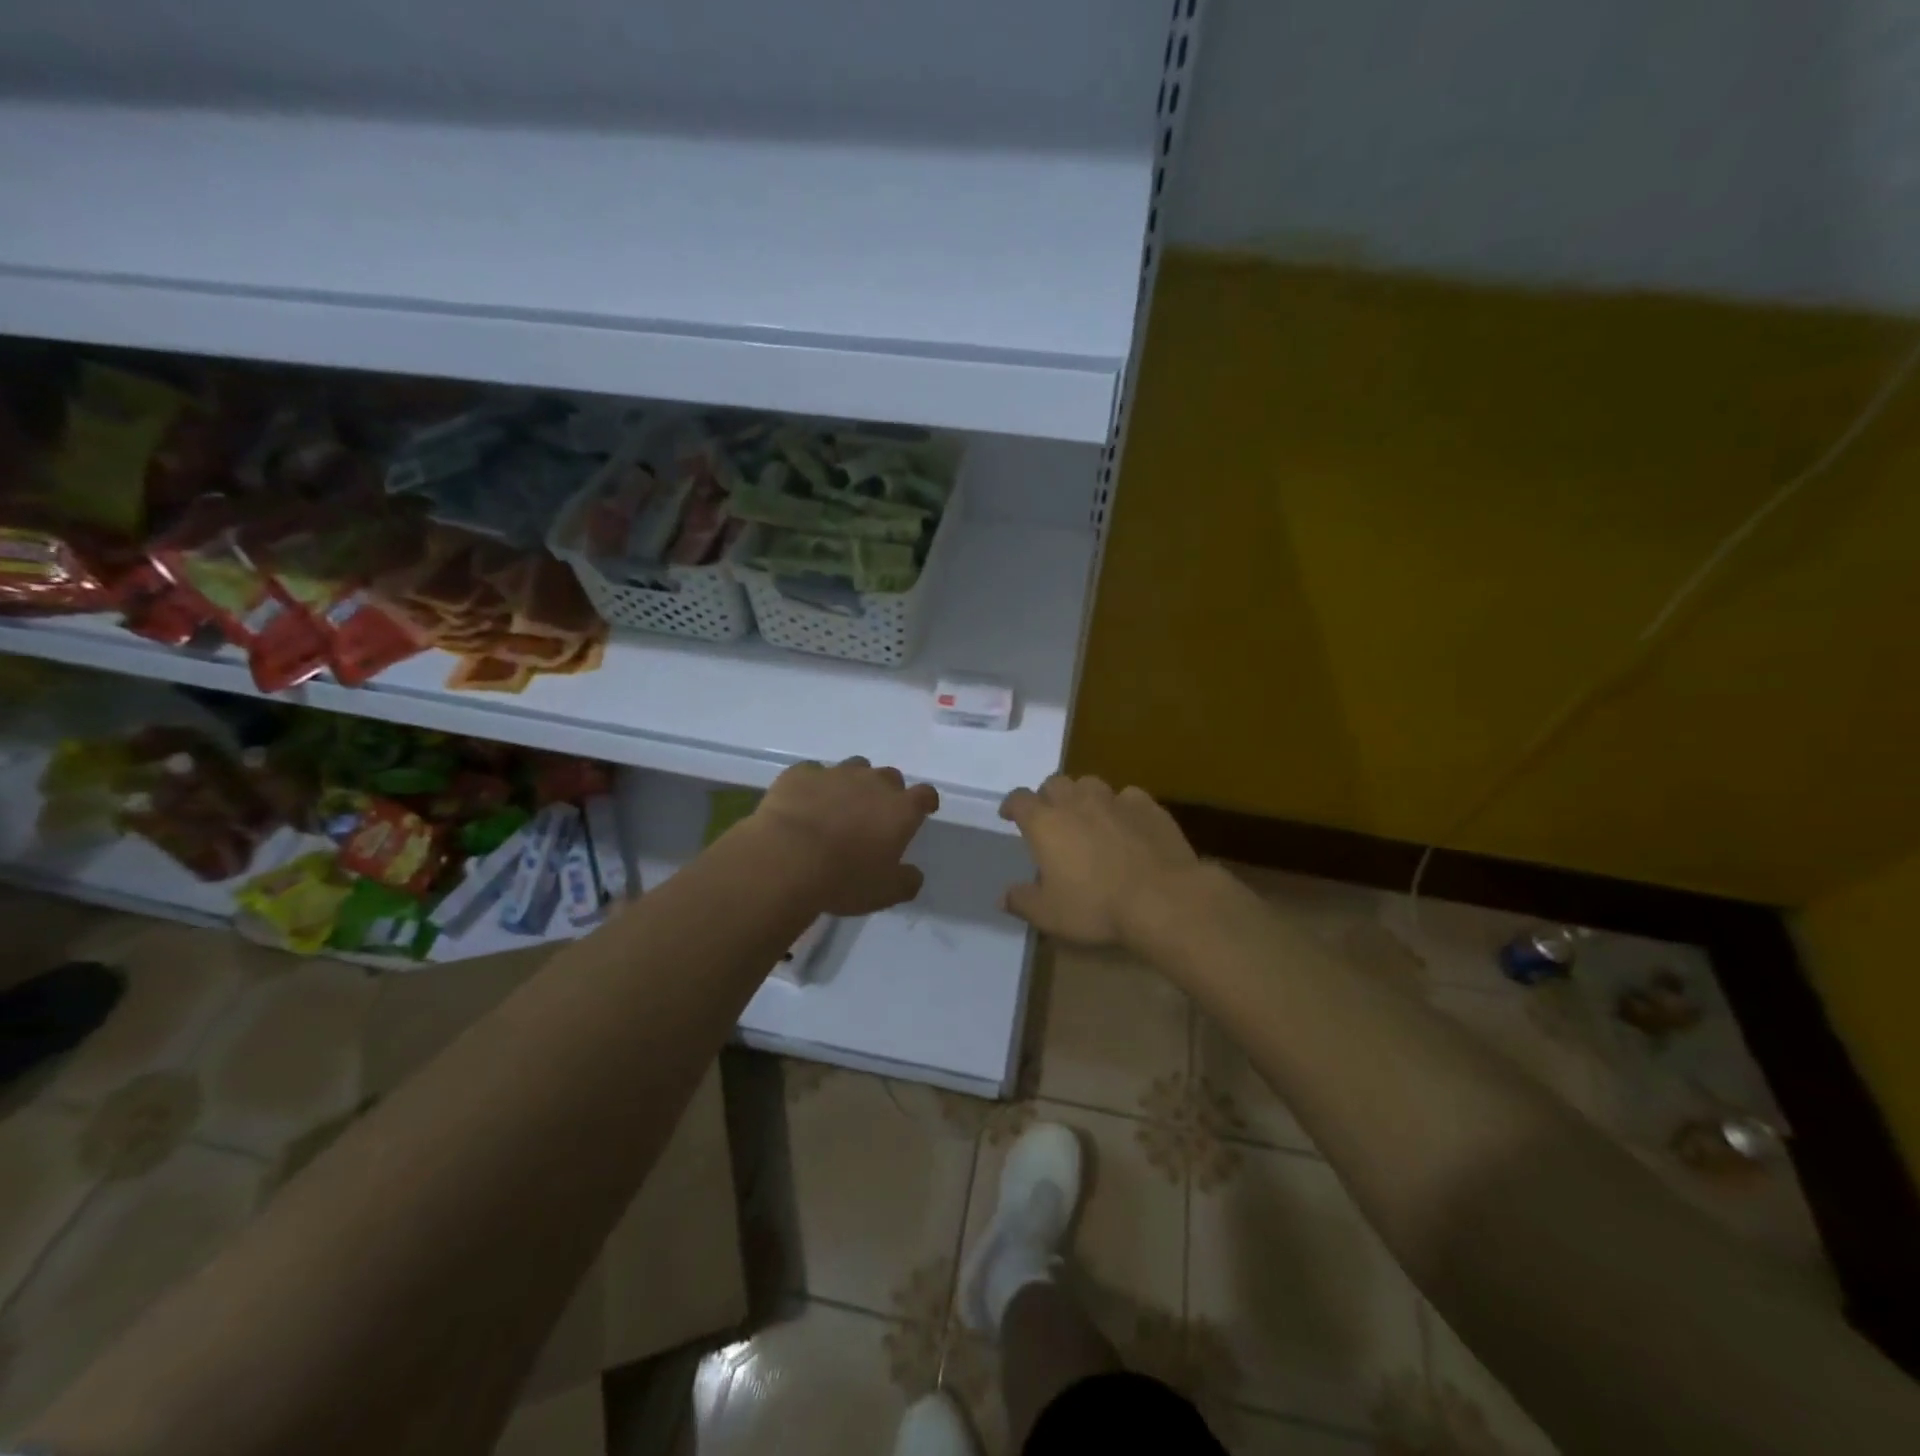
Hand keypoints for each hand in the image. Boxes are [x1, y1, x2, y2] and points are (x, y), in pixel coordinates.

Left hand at [752, 757, 940, 915]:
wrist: (786, 860)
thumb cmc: (844, 879)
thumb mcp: (885, 892)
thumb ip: (906, 881)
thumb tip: (913, 874)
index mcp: (900, 809)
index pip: (925, 795)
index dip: (925, 802)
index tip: (922, 810)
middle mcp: (872, 783)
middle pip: (890, 777)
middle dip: (886, 792)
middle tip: (874, 815)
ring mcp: (835, 773)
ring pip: (853, 767)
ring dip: (852, 783)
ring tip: (838, 805)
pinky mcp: (800, 774)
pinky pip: (812, 773)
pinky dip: (813, 785)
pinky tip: (803, 803)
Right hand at [998, 775, 1199, 946]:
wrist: (1162, 898)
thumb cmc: (1096, 906)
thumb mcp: (1049, 915)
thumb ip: (1023, 901)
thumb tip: (1003, 897)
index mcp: (1045, 823)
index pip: (1019, 799)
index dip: (1012, 805)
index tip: (1009, 815)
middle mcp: (1077, 801)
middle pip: (1055, 783)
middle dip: (1048, 797)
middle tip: (1051, 818)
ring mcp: (1115, 800)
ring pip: (1091, 784)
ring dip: (1083, 796)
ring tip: (1088, 817)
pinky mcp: (1148, 806)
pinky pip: (1128, 796)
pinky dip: (1121, 806)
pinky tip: (1127, 824)